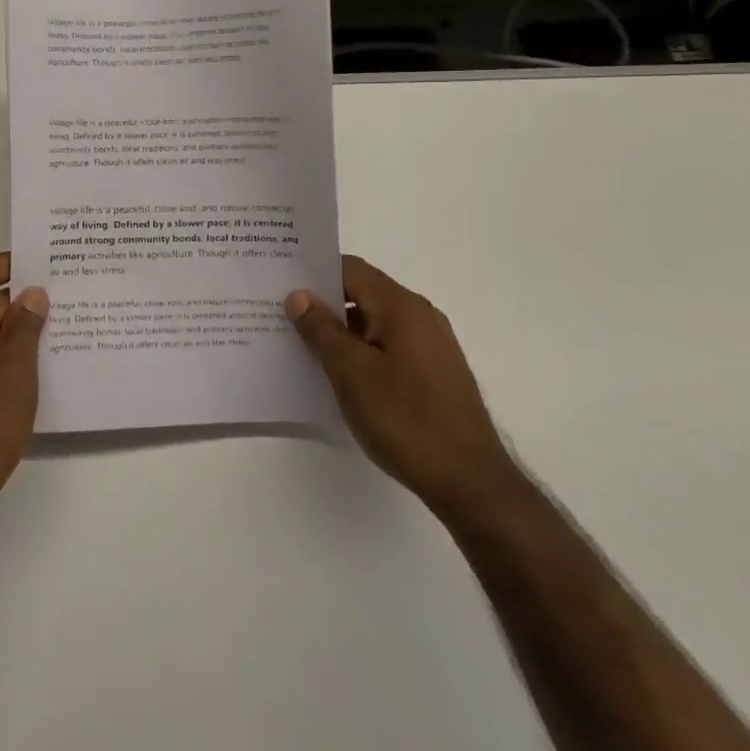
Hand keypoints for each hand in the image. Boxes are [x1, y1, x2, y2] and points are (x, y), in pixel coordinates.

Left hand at [0, 253, 47, 536]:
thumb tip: (33, 293)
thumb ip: (25, 329)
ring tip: (64, 330)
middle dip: (22, 298)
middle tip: (67, 298)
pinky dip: (11, 354)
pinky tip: (44, 367)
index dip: (4, 263)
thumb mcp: (14, 373)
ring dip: (20, 329)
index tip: (42, 267)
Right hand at [286, 255, 515, 516]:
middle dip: (322, 304)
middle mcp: (420, 316)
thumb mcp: (351, 372)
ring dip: (340, 331)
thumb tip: (299, 295)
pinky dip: (360, 352)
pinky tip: (338, 376)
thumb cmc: (405, 419)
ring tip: (300, 347)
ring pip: (374, 323)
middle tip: (280, 316)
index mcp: (401, 306)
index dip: (314, 273)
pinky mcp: (432, 373)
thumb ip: (322, 330)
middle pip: (362, 294)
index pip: (350, 269)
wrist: (469, 480)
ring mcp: (430, 345)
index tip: (280, 284)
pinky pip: (387, 347)